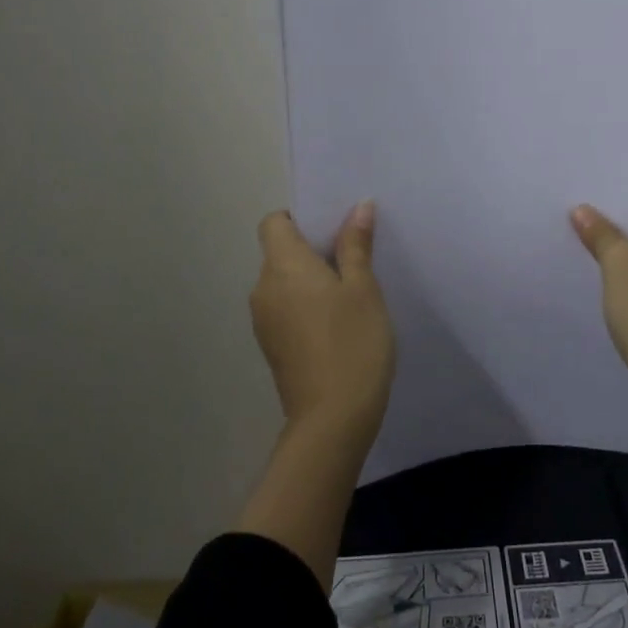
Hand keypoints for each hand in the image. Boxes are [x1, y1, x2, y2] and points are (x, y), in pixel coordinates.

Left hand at [251, 202, 394, 443]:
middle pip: (279, 251)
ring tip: (350, 291)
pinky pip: (285, 308)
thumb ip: (356, 245)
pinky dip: (305, 304)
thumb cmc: (352, 343)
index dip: (299, 218)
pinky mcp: (272, 347)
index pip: (273, 222)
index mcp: (282, 266)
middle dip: (312, 248)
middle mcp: (263, 288)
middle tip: (354, 256)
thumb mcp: (363, 288)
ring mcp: (263, 321)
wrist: (332, 420)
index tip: (332, 229)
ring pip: (283, 282)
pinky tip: (338, 323)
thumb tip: (358, 207)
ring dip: (310, 279)